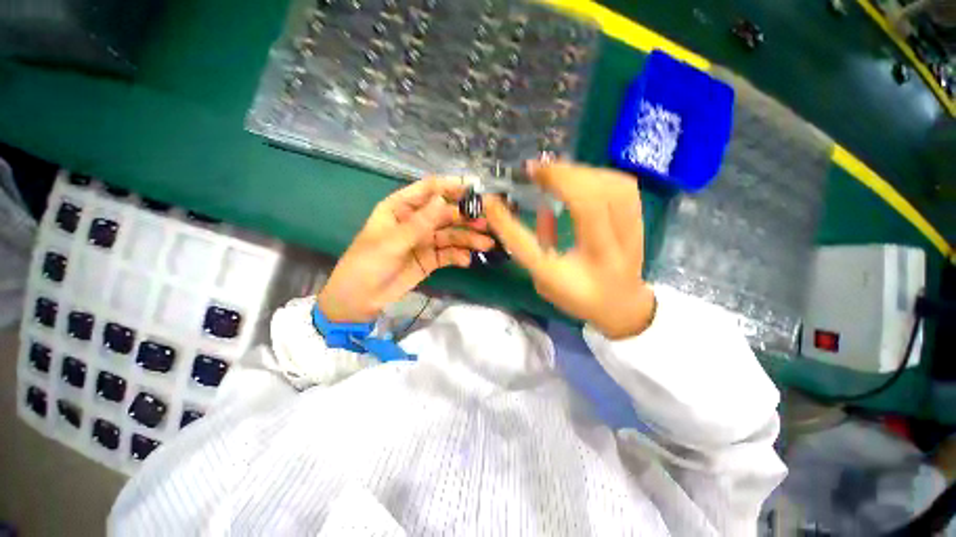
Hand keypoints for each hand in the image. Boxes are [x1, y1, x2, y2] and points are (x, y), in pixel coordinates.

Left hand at [318, 177, 494, 322]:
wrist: (360, 299)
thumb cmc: (368, 263)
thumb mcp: (392, 242)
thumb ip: (419, 223)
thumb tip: (443, 200)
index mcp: (401, 207)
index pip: (429, 190)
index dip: (451, 187)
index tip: (474, 189)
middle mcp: (416, 220)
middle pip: (445, 213)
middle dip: (465, 217)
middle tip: (486, 223)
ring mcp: (425, 240)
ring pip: (451, 235)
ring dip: (468, 238)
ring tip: (486, 244)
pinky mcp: (431, 259)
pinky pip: (449, 254)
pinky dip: (459, 256)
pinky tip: (467, 260)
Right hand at [484, 162, 655, 338]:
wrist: (622, 307)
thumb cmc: (578, 297)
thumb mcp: (544, 281)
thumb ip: (536, 246)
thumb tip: (538, 206)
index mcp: (572, 279)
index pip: (534, 249)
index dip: (508, 224)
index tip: (491, 201)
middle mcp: (605, 256)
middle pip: (588, 205)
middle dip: (558, 178)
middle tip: (534, 170)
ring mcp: (629, 238)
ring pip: (612, 190)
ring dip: (579, 174)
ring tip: (556, 172)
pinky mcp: (640, 224)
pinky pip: (623, 187)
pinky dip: (598, 175)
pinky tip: (581, 177)